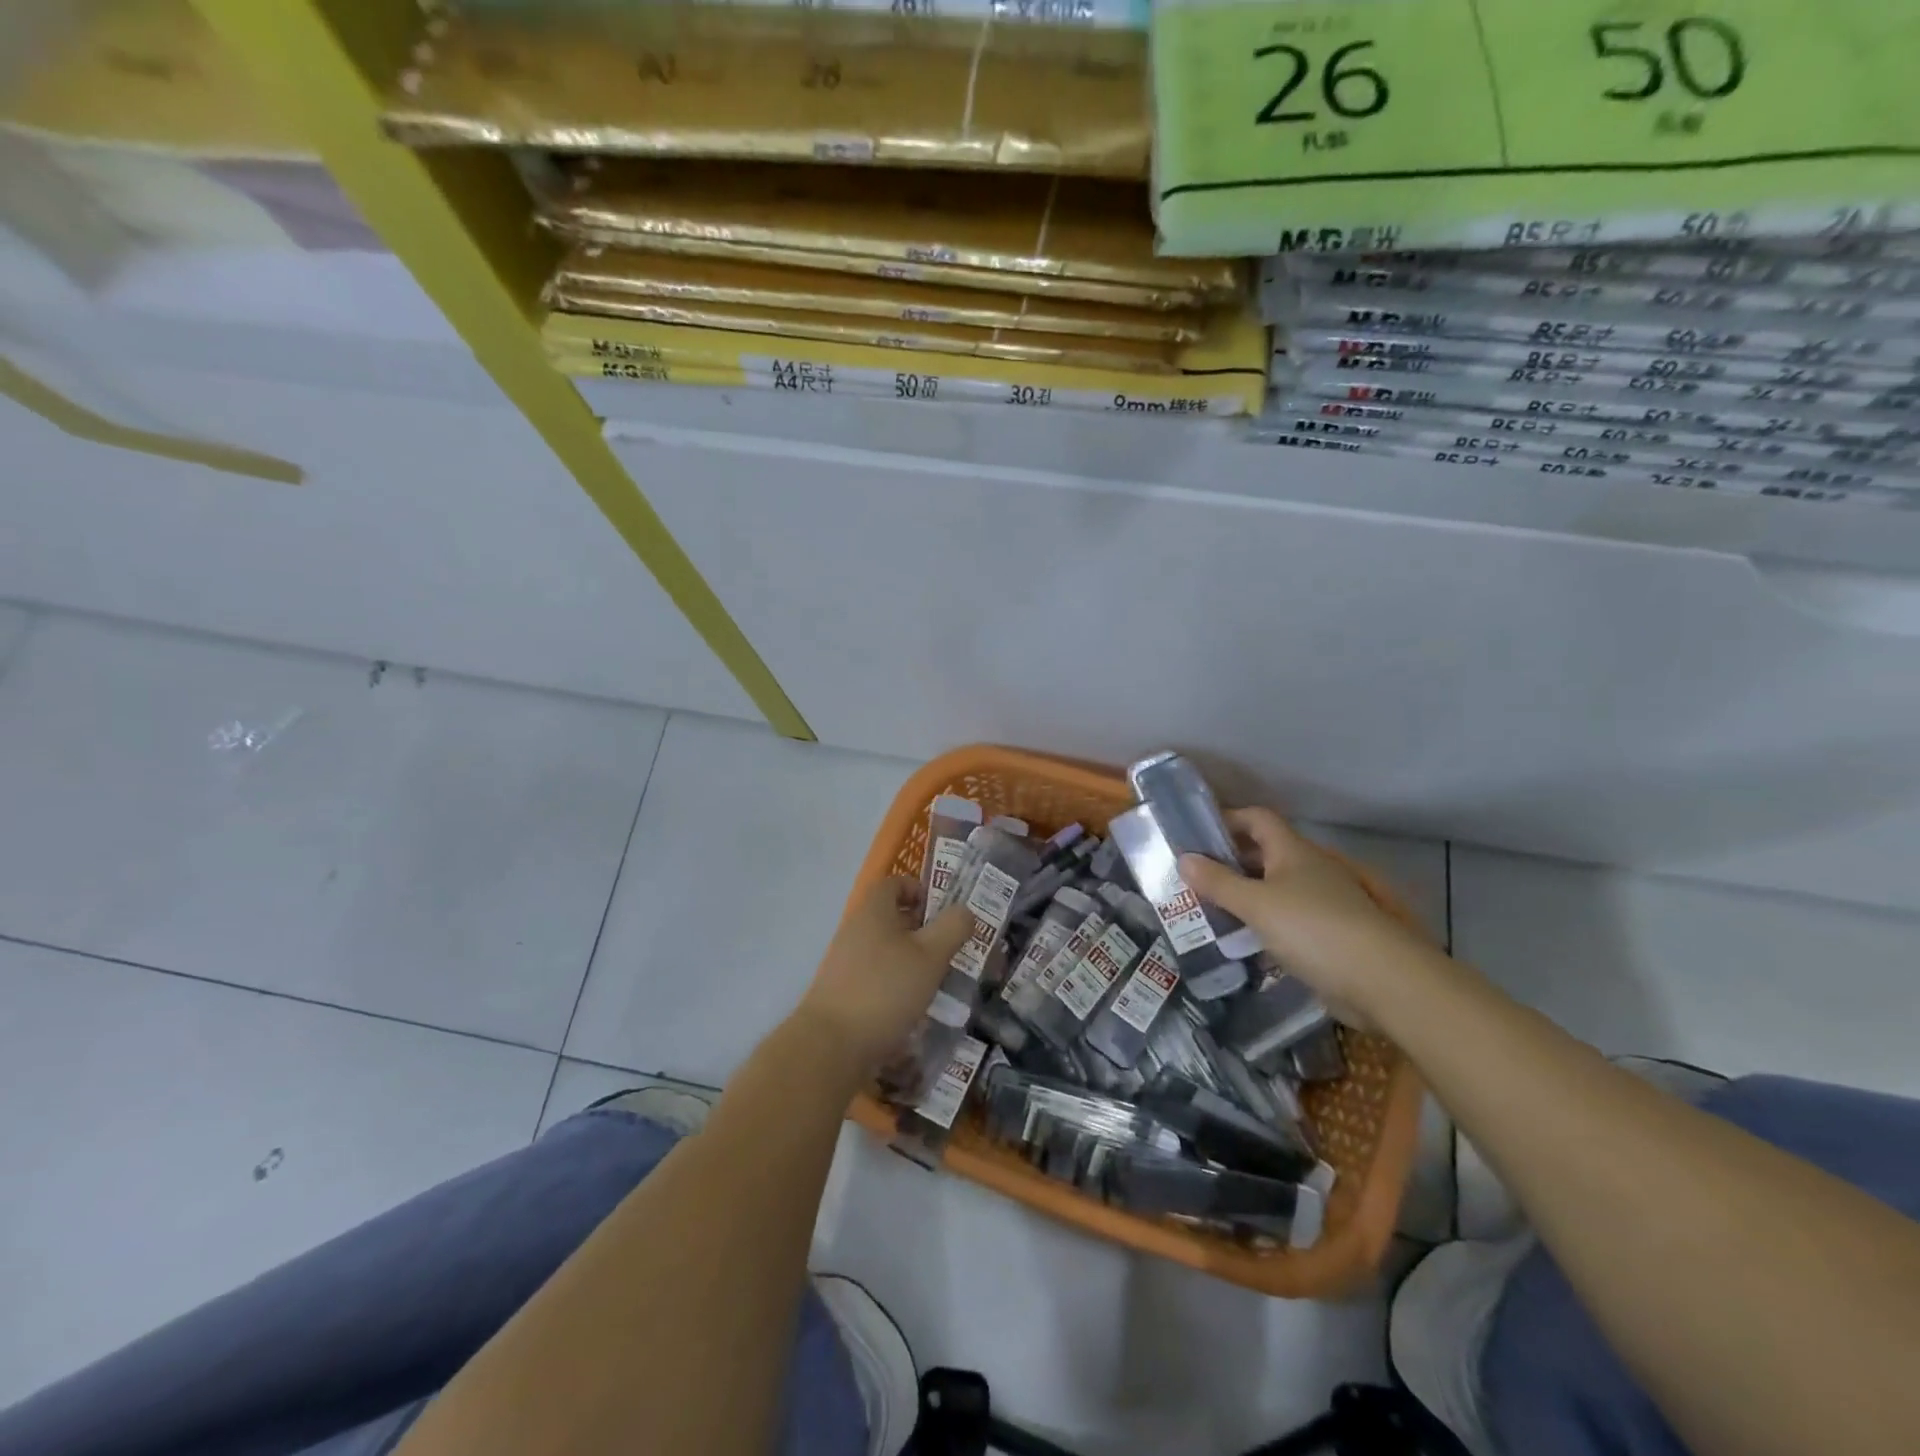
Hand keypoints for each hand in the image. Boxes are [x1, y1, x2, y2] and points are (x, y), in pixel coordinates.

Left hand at [796, 876, 976, 1071]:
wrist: (831, 1044)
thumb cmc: (886, 989)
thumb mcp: (931, 955)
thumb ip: (952, 928)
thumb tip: (965, 911)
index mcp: (874, 910)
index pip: (895, 882)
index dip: (921, 890)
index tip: (943, 914)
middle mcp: (856, 928)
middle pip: (892, 916)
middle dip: (922, 930)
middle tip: (948, 950)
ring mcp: (846, 960)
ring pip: (886, 948)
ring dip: (912, 960)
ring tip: (936, 982)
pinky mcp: (843, 990)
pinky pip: (876, 975)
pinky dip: (896, 984)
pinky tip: (912, 1007)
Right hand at [1178, 807, 1435, 1026]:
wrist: (1383, 982)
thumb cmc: (1314, 929)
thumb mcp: (1256, 904)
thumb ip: (1218, 882)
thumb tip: (1183, 858)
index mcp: (1295, 851)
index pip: (1258, 819)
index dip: (1229, 818)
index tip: (1197, 833)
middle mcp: (1311, 869)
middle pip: (1265, 853)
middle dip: (1230, 861)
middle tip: (1194, 876)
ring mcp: (1324, 903)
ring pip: (1275, 888)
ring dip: (1245, 895)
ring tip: (1209, 909)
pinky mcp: (1330, 935)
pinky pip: (1287, 919)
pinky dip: (1263, 924)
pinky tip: (1243, 941)